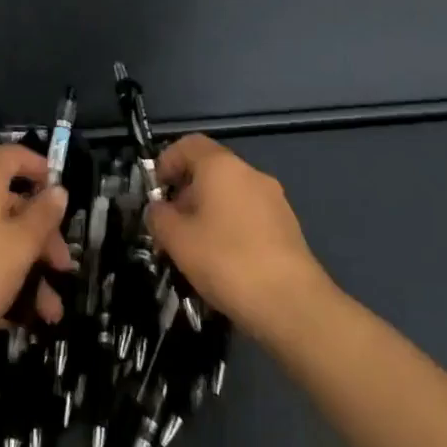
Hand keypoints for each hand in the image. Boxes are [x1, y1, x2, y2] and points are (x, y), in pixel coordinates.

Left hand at [0, 145, 71, 362]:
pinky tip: (19, 316)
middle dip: (42, 236)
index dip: (39, 168)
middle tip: (62, 268)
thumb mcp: (23, 243)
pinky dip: (0, 278)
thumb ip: (44, 214)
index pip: (13, 156)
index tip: (60, 193)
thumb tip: (57, 190)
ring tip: (48, 311)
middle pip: (9, 203)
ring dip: (27, 269)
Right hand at [146, 134, 329, 334]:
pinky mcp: (286, 225)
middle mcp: (250, 173)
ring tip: (194, 249)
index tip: (154, 192)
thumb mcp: (178, 240)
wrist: (292, 303)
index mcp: (222, 166)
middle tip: (170, 227)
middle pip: (210, 169)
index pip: (189, 144)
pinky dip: (230, 226)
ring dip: (207, 212)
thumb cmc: (226, 261)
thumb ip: (159, 218)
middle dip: (185, 193)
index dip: (167, 161)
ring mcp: (273, 198)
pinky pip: (248, 214)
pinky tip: (223, 260)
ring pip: (230, 194)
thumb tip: (158, 209)